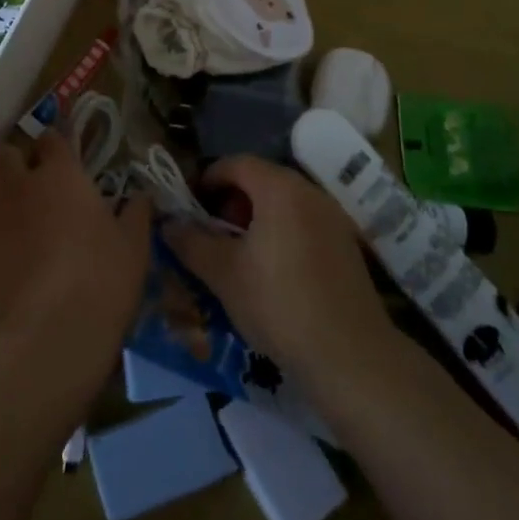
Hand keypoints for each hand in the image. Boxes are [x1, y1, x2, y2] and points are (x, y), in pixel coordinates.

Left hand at [0, 129, 152, 362]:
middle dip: (11, 157)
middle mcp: (20, 187)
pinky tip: (11, 248)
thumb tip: (142, 197)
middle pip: (1, 154)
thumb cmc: (102, 275)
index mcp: (59, 174)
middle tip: (29, 174)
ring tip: (18, 209)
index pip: (49, 138)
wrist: (52, 332)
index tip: (65, 154)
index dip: (55, 143)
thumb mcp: (134, 243)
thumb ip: (136, 212)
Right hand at [164, 156, 395, 390]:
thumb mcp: (223, 273)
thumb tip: (168, 224)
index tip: (189, 205)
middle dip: (230, 200)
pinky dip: (280, 233)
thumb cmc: (279, 303)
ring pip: (284, 203)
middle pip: (262, 180)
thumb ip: (191, 242)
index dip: (207, 178)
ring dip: (255, 218)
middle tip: (210, 231)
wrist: (350, 356)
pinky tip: (270, 272)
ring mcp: (333, 218)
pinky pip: (304, 223)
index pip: (236, 163)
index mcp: (280, 189)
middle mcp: (310, 193)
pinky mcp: (346, 245)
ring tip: (237, 254)